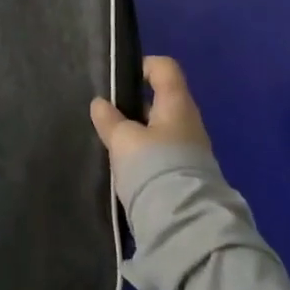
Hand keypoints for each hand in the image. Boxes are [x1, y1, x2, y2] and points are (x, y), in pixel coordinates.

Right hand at [89, 55, 210, 175]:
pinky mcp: (184, 175)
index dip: (142, 66)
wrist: (185, 223)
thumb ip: (110, 119)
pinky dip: (143, 154)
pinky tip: (124, 167)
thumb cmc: (154, 167)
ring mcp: (189, 150)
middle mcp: (187, 122)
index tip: (118, 80)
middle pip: (159, 100)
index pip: (164, 68)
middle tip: (107, 116)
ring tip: (111, 144)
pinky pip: (161, 153)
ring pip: (158, 129)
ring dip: (136, 133)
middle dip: (132, 105)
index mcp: (177, 104)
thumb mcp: (123, 139)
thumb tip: (100, 103)